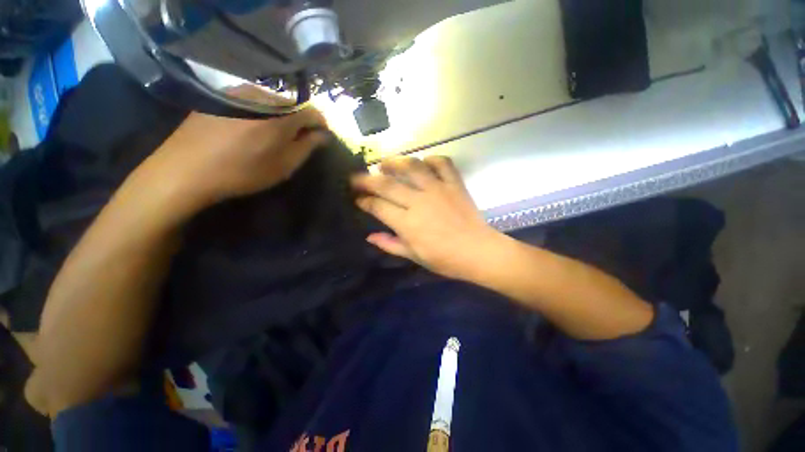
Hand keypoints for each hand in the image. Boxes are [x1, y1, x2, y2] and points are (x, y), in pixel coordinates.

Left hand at [141, 87, 328, 211]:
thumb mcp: (285, 165)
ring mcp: (240, 91)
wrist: (187, 169)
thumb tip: (323, 135)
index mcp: (282, 114)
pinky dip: (263, 112)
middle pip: (293, 104)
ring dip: (282, 116)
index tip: (322, 137)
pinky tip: (253, 128)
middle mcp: (263, 95)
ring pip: (273, 101)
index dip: (321, 125)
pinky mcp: (222, 95)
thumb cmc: (244, 171)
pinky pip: (254, 100)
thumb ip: (308, 146)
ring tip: (276, 135)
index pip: (313, 112)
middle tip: (298, 140)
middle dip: (301, 121)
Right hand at [352, 156, 499, 279]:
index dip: (364, 201)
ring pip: (411, 167)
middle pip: (387, 184)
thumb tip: (370, 236)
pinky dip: (432, 159)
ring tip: (384, 163)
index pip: (378, 206)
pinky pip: (442, 163)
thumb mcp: (414, 256)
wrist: (478, 252)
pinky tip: (424, 162)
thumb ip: (390, 244)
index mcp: (407, 223)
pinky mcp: (454, 184)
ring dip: (394, 162)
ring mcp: (438, 189)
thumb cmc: (444, 259)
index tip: (358, 198)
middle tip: (357, 177)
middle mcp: (419, 201)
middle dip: (367, 179)